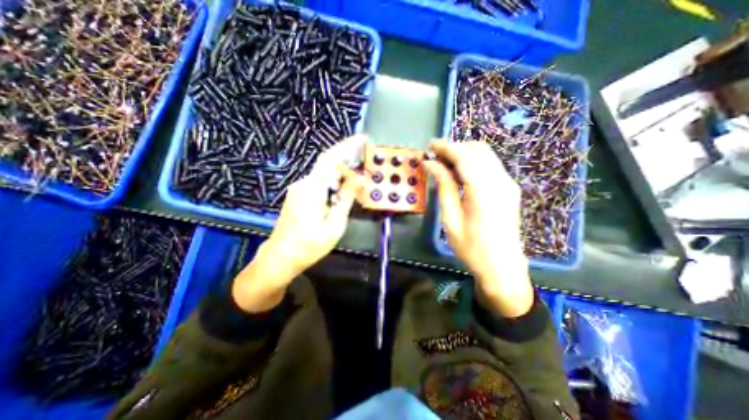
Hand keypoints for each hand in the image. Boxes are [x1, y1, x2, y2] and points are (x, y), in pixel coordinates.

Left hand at [232, 134, 365, 311]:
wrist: (281, 257)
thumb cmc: (310, 245)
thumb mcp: (335, 224)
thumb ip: (347, 199)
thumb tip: (360, 179)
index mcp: (312, 188)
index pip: (330, 158)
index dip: (347, 146)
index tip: (362, 139)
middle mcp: (303, 183)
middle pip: (328, 166)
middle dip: (348, 165)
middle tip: (365, 171)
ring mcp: (299, 189)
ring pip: (324, 175)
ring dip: (342, 177)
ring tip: (357, 185)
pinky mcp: (298, 196)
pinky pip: (319, 184)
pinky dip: (333, 185)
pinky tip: (341, 195)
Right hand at [423, 139, 535, 316]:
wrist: (502, 266)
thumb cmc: (471, 248)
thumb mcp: (451, 219)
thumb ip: (444, 187)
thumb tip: (431, 164)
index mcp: (485, 191)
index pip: (465, 156)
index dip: (446, 147)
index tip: (429, 146)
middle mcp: (501, 181)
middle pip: (478, 150)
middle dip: (455, 147)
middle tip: (435, 157)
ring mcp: (508, 184)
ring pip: (485, 155)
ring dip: (464, 154)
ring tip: (444, 164)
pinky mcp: (509, 188)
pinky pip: (490, 165)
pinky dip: (473, 162)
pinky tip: (459, 173)